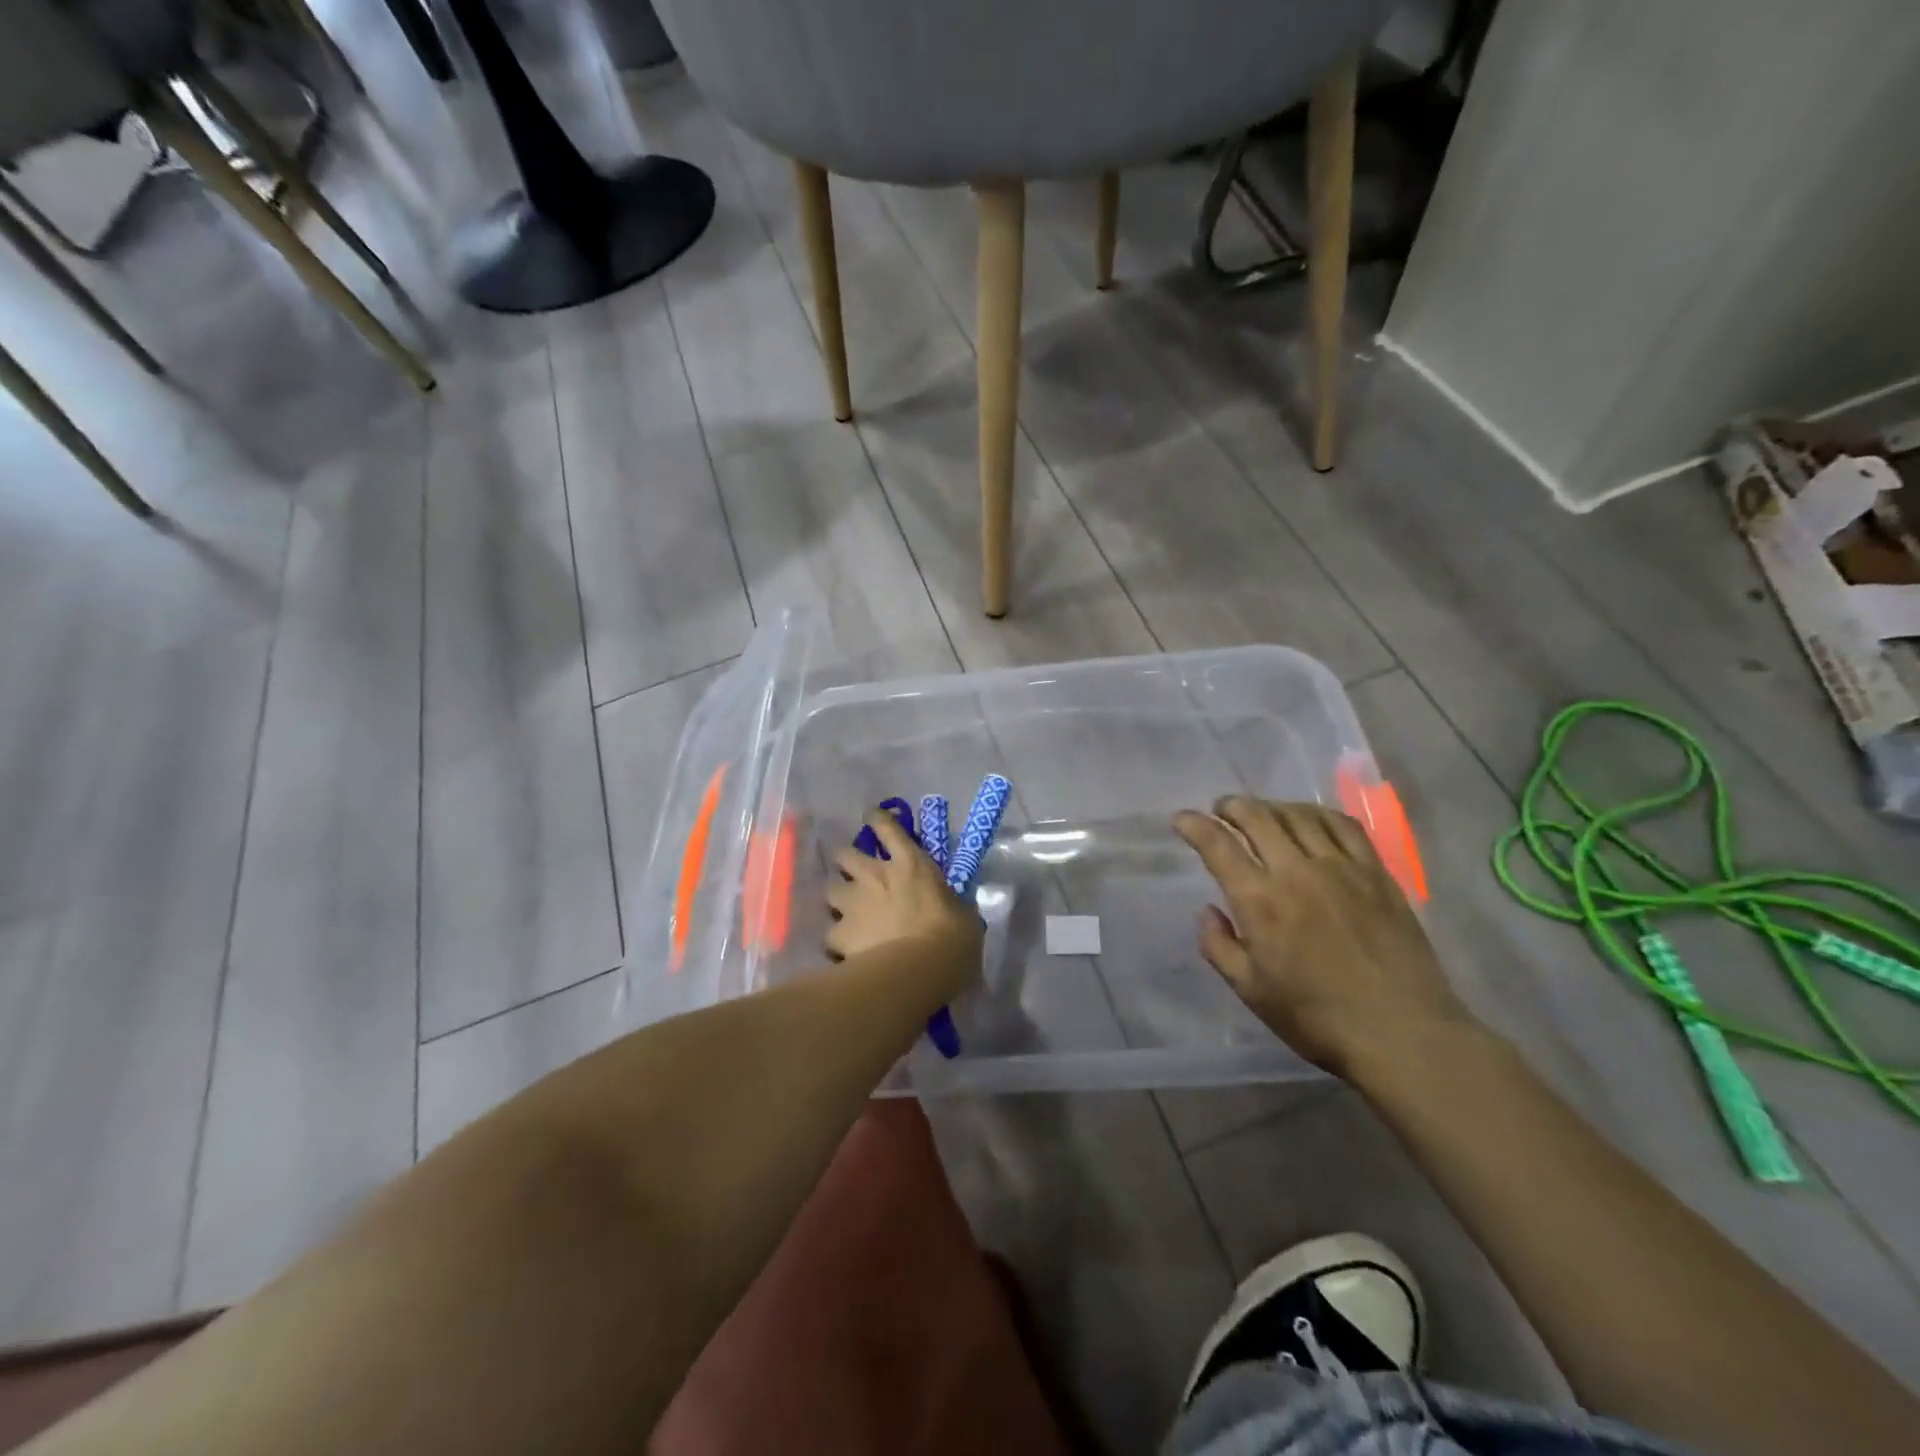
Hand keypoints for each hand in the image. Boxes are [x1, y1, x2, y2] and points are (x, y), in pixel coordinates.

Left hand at [825, 809, 982, 994]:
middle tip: (854, 872)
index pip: (887, 827)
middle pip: (845, 854)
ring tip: (847, 911)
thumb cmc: (951, 939)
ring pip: (830, 889)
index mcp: (910, 864)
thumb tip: (955, 908)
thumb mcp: (964, 915)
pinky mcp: (838, 933)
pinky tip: (846, 950)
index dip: (877, 818)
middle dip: (846, 861)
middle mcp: (875, 875)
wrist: (918, 972)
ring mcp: (853, 903)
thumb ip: (952, 904)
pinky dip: (838, 939)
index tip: (872, 817)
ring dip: (839, 897)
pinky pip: (831, 932)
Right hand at [1174, 797, 1474, 1077]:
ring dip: (1271, 806)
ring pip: (1299, 815)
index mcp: (1260, 901)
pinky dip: (1318, 814)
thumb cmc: (1317, 1018)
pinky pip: (1344, 826)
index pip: (1218, 845)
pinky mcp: (1376, 873)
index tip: (1181, 819)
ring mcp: (1341, 867)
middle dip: (1231, 806)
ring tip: (1261, 813)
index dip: (1194, 825)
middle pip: (1257, 817)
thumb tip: (1208, 911)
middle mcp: (1296, 872)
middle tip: (1220, 810)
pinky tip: (1311, 820)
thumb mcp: (1251, 991)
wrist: (1402, 1033)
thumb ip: (1219, 946)